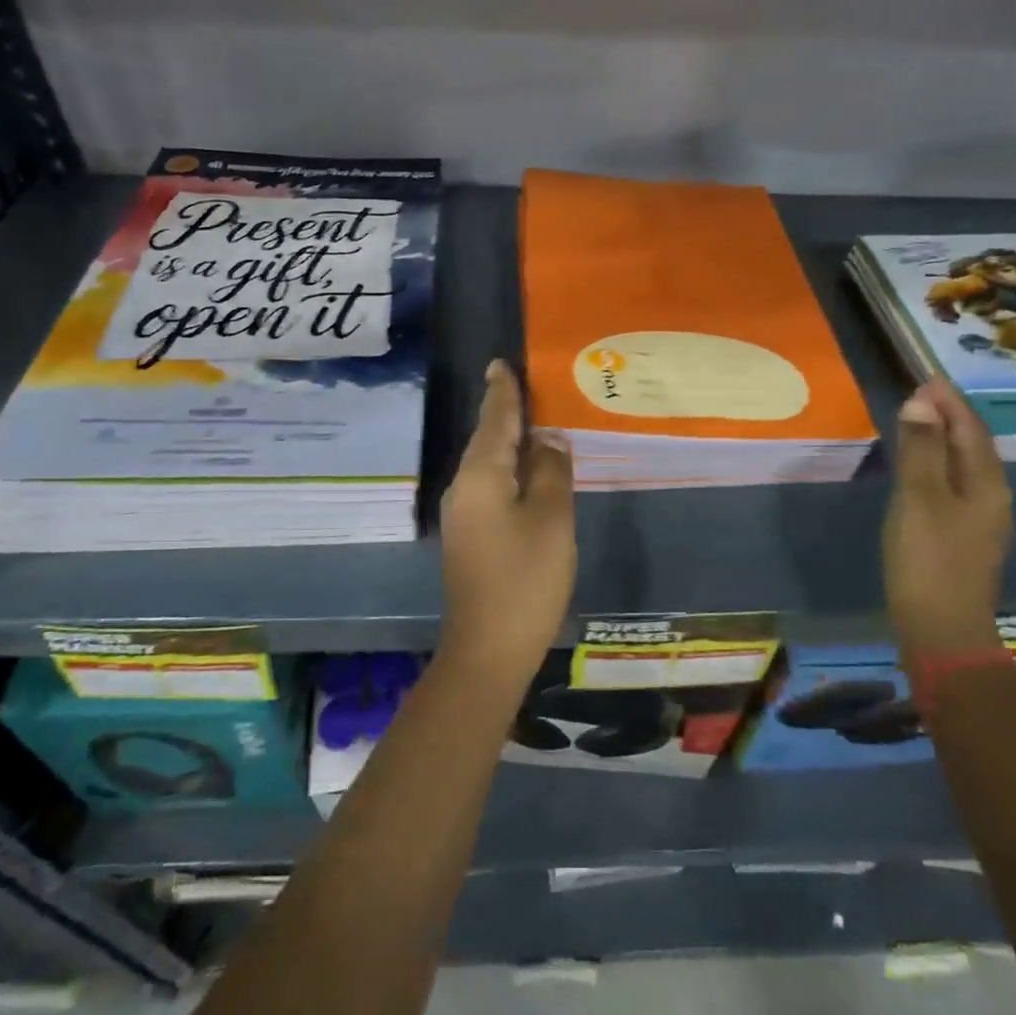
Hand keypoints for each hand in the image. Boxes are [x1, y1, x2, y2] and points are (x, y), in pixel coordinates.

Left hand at [438, 360, 576, 686]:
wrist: (487, 651)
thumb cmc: (524, 579)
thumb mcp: (551, 519)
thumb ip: (551, 471)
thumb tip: (548, 438)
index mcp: (481, 475)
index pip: (494, 419)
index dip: (502, 391)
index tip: (500, 363)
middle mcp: (464, 487)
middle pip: (488, 439)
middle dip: (506, 412)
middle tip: (529, 387)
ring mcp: (464, 514)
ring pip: (489, 464)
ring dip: (510, 442)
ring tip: (536, 422)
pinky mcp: (471, 537)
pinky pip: (491, 486)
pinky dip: (510, 470)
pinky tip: (530, 472)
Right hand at [883, 378, 1012, 658]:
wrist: (942, 630)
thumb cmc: (929, 559)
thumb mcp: (919, 498)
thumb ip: (922, 449)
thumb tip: (922, 402)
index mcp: (987, 483)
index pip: (970, 428)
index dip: (949, 401)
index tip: (926, 376)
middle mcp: (992, 497)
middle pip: (973, 445)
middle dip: (949, 416)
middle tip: (920, 393)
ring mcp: (980, 520)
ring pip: (965, 465)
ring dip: (944, 439)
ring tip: (918, 421)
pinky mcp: (964, 537)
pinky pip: (954, 484)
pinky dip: (938, 464)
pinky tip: (921, 469)